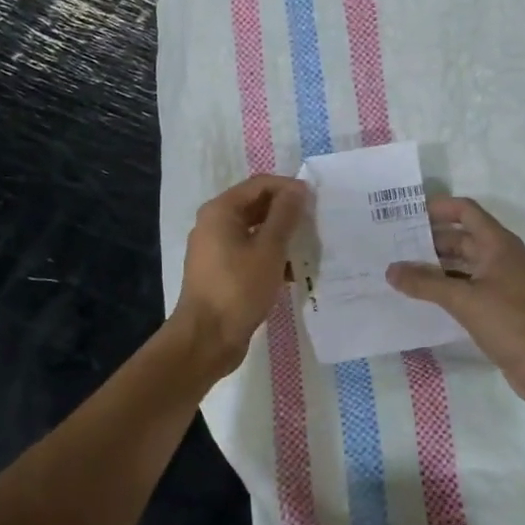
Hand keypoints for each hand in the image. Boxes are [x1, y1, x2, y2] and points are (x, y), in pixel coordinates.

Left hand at [172, 174, 307, 377]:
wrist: (206, 339)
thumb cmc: (238, 288)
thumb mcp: (269, 249)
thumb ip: (285, 215)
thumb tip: (298, 188)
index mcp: (221, 210)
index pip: (260, 184)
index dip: (289, 188)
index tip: (317, 202)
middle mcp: (214, 223)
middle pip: (256, 206)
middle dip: (287, 213)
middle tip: (316, 224)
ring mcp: (215, 249)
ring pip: (254, 231)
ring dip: (281, 237)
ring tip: (309, 247)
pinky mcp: (221, 272)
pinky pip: (250, 253)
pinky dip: (270, 257)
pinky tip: (293, 272)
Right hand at [388, 197, 524, 410]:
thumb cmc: (512, 322)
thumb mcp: (464, 300)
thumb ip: (425, 284)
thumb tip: (390, 270)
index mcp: (498, 244)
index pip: (465, 211)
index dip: (438, 208)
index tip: (406, 215)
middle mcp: (501, 258)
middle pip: (462, 238)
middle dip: (429, 241)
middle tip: (393, 247)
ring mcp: (503, 284)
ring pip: (463, 266)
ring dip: (436, 268)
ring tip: (401, 273)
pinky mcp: (501, 309)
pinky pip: (468, 290)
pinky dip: (447, 290)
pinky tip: (423, 300)